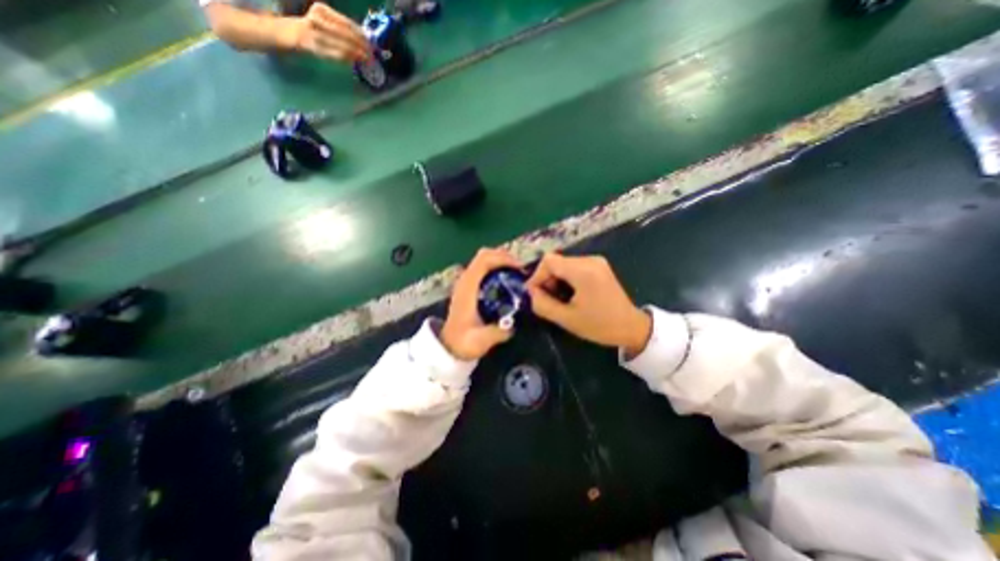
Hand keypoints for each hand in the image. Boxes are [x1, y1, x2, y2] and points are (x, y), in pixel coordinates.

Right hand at [276, 3, 370, 63]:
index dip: (361, 34)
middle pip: (345, 35)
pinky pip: (336, 55)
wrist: (295, 33)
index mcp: (322, 9)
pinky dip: (348, 58)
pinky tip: (355, 61)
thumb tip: (367, 39)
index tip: (372, 43)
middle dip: (361, 46)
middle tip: (372, 54)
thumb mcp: (329, 22)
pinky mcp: (316, 48)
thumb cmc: (318, 29)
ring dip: (357, 54)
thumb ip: (345, 28)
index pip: (346, 23)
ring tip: (367, 59)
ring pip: (342, 46)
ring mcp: (315, 33)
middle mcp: (317, 19)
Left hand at [443, 247, 524, 358]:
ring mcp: (466, 281)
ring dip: (501, 261)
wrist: (449, 346)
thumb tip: (513, 323)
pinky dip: (497, 267)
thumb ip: (497, 332)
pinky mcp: (469, 286)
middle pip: (484, 254)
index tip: (519, 269)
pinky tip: (507, 281)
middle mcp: (465, 280)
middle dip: (504, 257)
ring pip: (484, 259)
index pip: (483, 260)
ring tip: (516, 274)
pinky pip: (484, 268)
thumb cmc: (462, 342)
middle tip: (521, 271)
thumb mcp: (480, 340)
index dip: (503, 259)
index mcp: (467, 287)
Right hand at [526, 252, 653, 353]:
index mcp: (583, 271)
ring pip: (564, 264)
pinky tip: (569, 293)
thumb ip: (542, 304)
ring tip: (558, 298)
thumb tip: (530, 293)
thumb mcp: (566, 319)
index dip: (537, 276)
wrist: (631, 327)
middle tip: (545, 299)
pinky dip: (566, 278)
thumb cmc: (600, 325)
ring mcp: (596, 262)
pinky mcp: (599, 266)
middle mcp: (590, 260)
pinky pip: (574, 267)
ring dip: (556, 279)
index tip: (534, 294)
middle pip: (556, 261)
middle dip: (546, 279)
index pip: (549, 261)